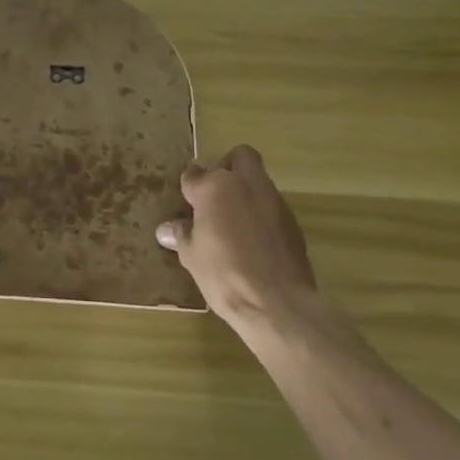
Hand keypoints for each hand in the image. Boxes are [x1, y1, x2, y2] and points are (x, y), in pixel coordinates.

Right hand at [157, 145, 316, 326]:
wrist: (277, 303)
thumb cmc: (223, 274)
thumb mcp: (191, 256)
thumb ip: (181, 235)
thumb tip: (167, 229)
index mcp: (214, 188)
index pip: (194, 174)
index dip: (189, 186)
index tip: (186, 200)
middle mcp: (246, 185)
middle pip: (239, 156)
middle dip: (227, 167)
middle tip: (214, 194)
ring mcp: (274, 201)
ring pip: (258, 180)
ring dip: (246, 191)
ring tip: (233, 221)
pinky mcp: (293, 222)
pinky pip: (272, 206)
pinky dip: (261, 214)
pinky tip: (253, 240)